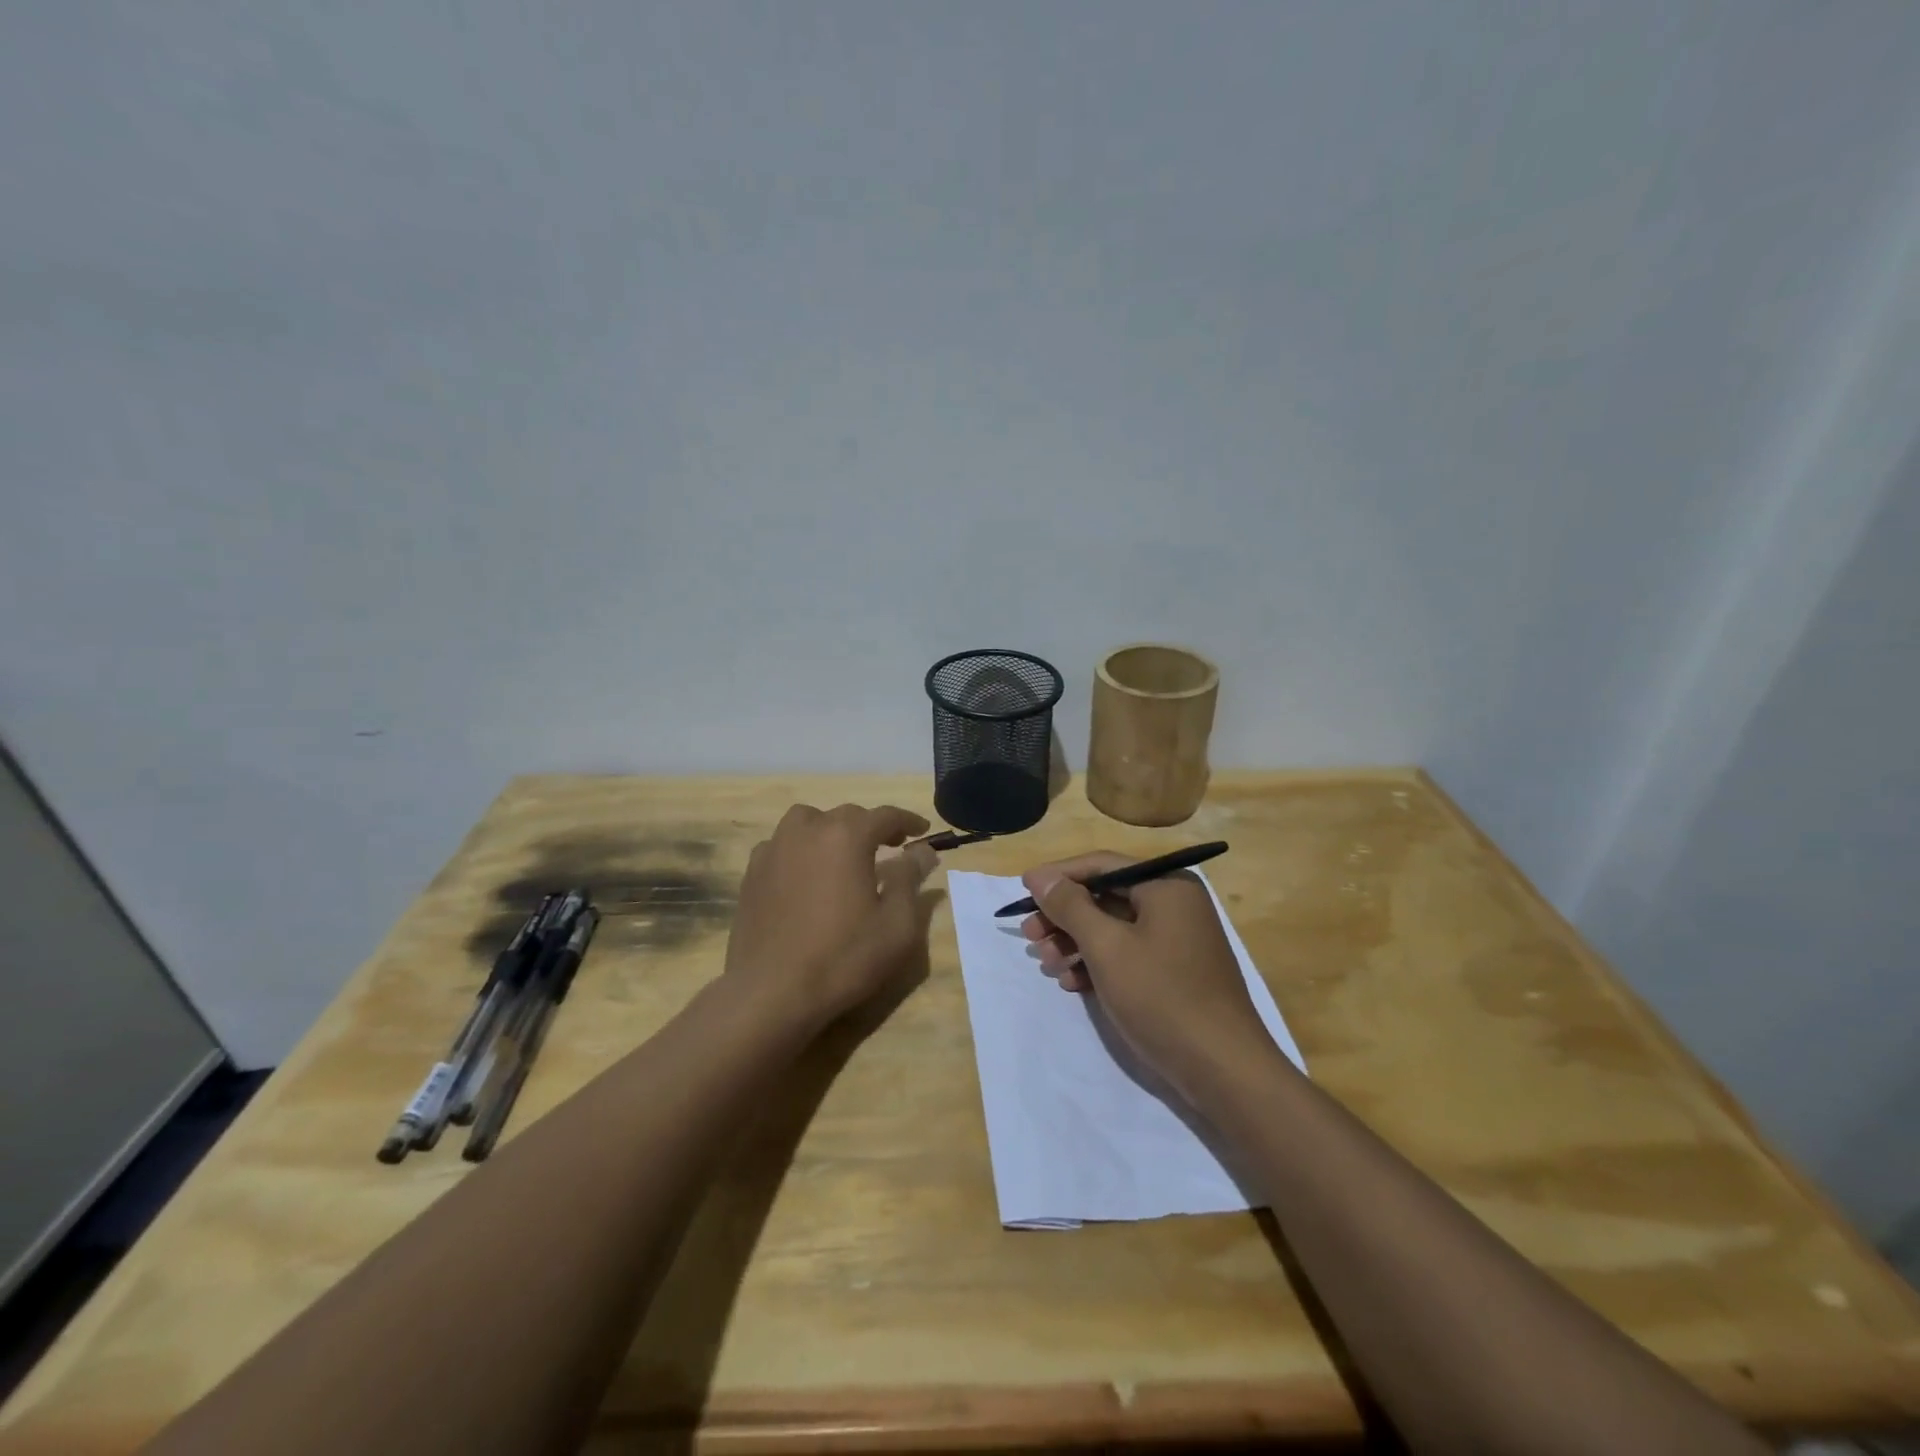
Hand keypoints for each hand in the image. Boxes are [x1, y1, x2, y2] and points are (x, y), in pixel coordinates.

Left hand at [726, 803, 938, 1026]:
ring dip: (830, 830)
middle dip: (871, 827)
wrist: (771, 992)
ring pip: (807, 821)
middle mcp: (808, 831)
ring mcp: (774, 849)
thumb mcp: (897, 924)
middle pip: (846, 815)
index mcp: (846, 836)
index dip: (908, 821)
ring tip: (842, 854)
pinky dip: (799, 849)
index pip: (885, 815)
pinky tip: (805, 875)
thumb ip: (910, 879)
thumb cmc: (843, 957)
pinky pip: (781, 845)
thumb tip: (923, 850)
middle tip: (890, 847)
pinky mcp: (752, 873)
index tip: (923, 832)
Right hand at [1020, 853, 1273, 1097]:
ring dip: (1075, 943)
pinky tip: (1070, 982)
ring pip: (1113, 928)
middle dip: (1063, 916)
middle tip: (1029, 936)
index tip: (1022, 890)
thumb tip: (1040, 877)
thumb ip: (1071, 907)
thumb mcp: (1107, 947)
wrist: (1223, 1070)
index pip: (1101, 865)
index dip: (1058, 876)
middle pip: (1105, 897)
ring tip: (1045, 964)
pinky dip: (1097, 963)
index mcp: (1166, 885)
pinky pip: (1127, 953)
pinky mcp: (1175, 971)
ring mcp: (1177, 939)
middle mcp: (1174, 904)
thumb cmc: (1162, 997)